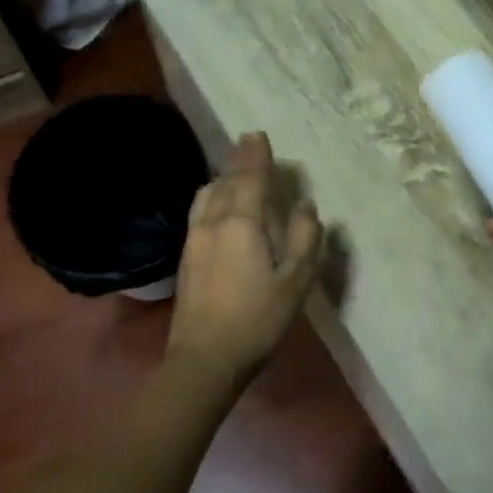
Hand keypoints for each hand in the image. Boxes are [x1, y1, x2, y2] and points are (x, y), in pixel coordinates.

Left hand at [167, 132, 322, 391]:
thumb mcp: (296, 281)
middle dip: (239, 161)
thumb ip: (306, 239)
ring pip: (207, 195)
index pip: (250, 179)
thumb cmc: (258, 319)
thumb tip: (306, 206)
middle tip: (248, 142)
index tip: (258, 135)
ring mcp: (195, 238)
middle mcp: (214, 221)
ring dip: (223, 178)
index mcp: (243, 223)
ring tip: (235, 172)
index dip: (256, 156)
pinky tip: (217, 205)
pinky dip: (212, 196)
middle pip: (226, 182)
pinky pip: (200, 210)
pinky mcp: (186, 256)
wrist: (205, 358)